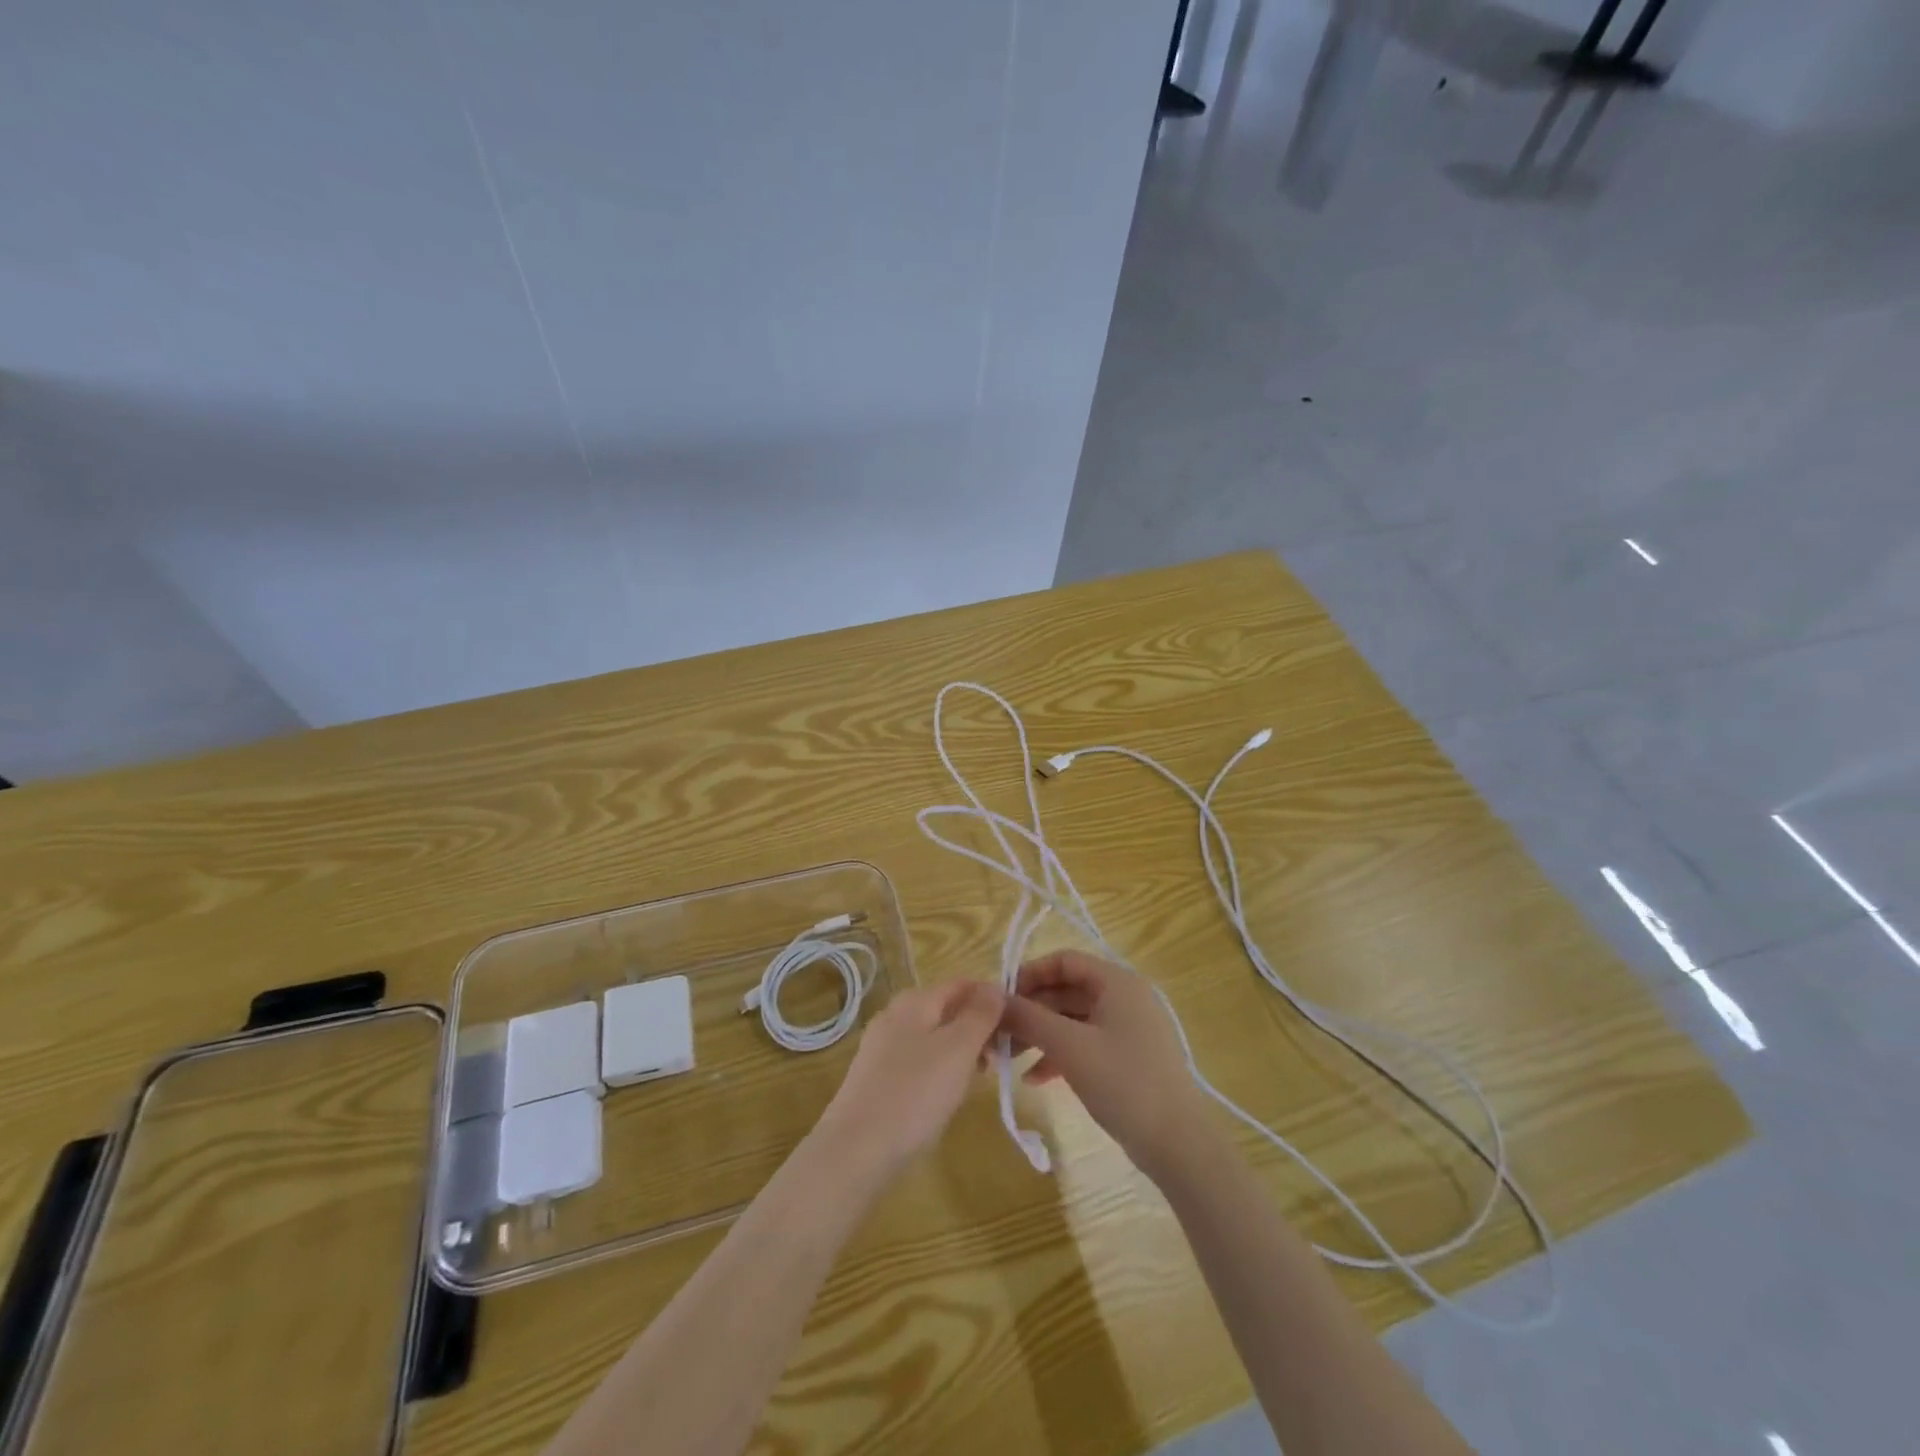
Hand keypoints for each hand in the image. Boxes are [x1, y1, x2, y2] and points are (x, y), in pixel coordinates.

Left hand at [815, 979, 1004, 1178]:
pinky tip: (947, 1095)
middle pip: (947, 1009)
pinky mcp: (876, 1077)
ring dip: (961, 1051)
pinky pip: (918, 1061)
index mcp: (915, 1000)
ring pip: (933, 1036)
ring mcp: (882, 1046)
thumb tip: (995, 986)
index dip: (992, 999)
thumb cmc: (915, 1093)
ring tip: (980, 1079)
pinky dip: (939, 1070)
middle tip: (1002, 1059)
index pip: (963, 984)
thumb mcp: (958, 1049)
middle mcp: (895, 1014)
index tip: (1017, 1027)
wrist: (855, 1150)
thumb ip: (980, 1014)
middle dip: (978, 1028)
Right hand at [1001, 950, 1211, 1181]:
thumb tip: (995, 1000)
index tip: (1000, 998)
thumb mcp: (1069, 1047)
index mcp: (1117, 982)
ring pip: (1073, 1020)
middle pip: (1067, 990)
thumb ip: (1030, 1018)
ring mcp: (1128, 1029)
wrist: (1178, 1144)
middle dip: (1031, 1010)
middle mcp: (1125, 997)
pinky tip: (1034, 1079)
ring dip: (1041, 1034)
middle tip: (999, 1032)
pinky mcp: (1128, 1058)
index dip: (1030, 973)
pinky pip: (1086, 1043)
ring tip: (1008, 1058)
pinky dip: (1060, 1055)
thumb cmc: (1123, 1083)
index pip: (1064, 961)